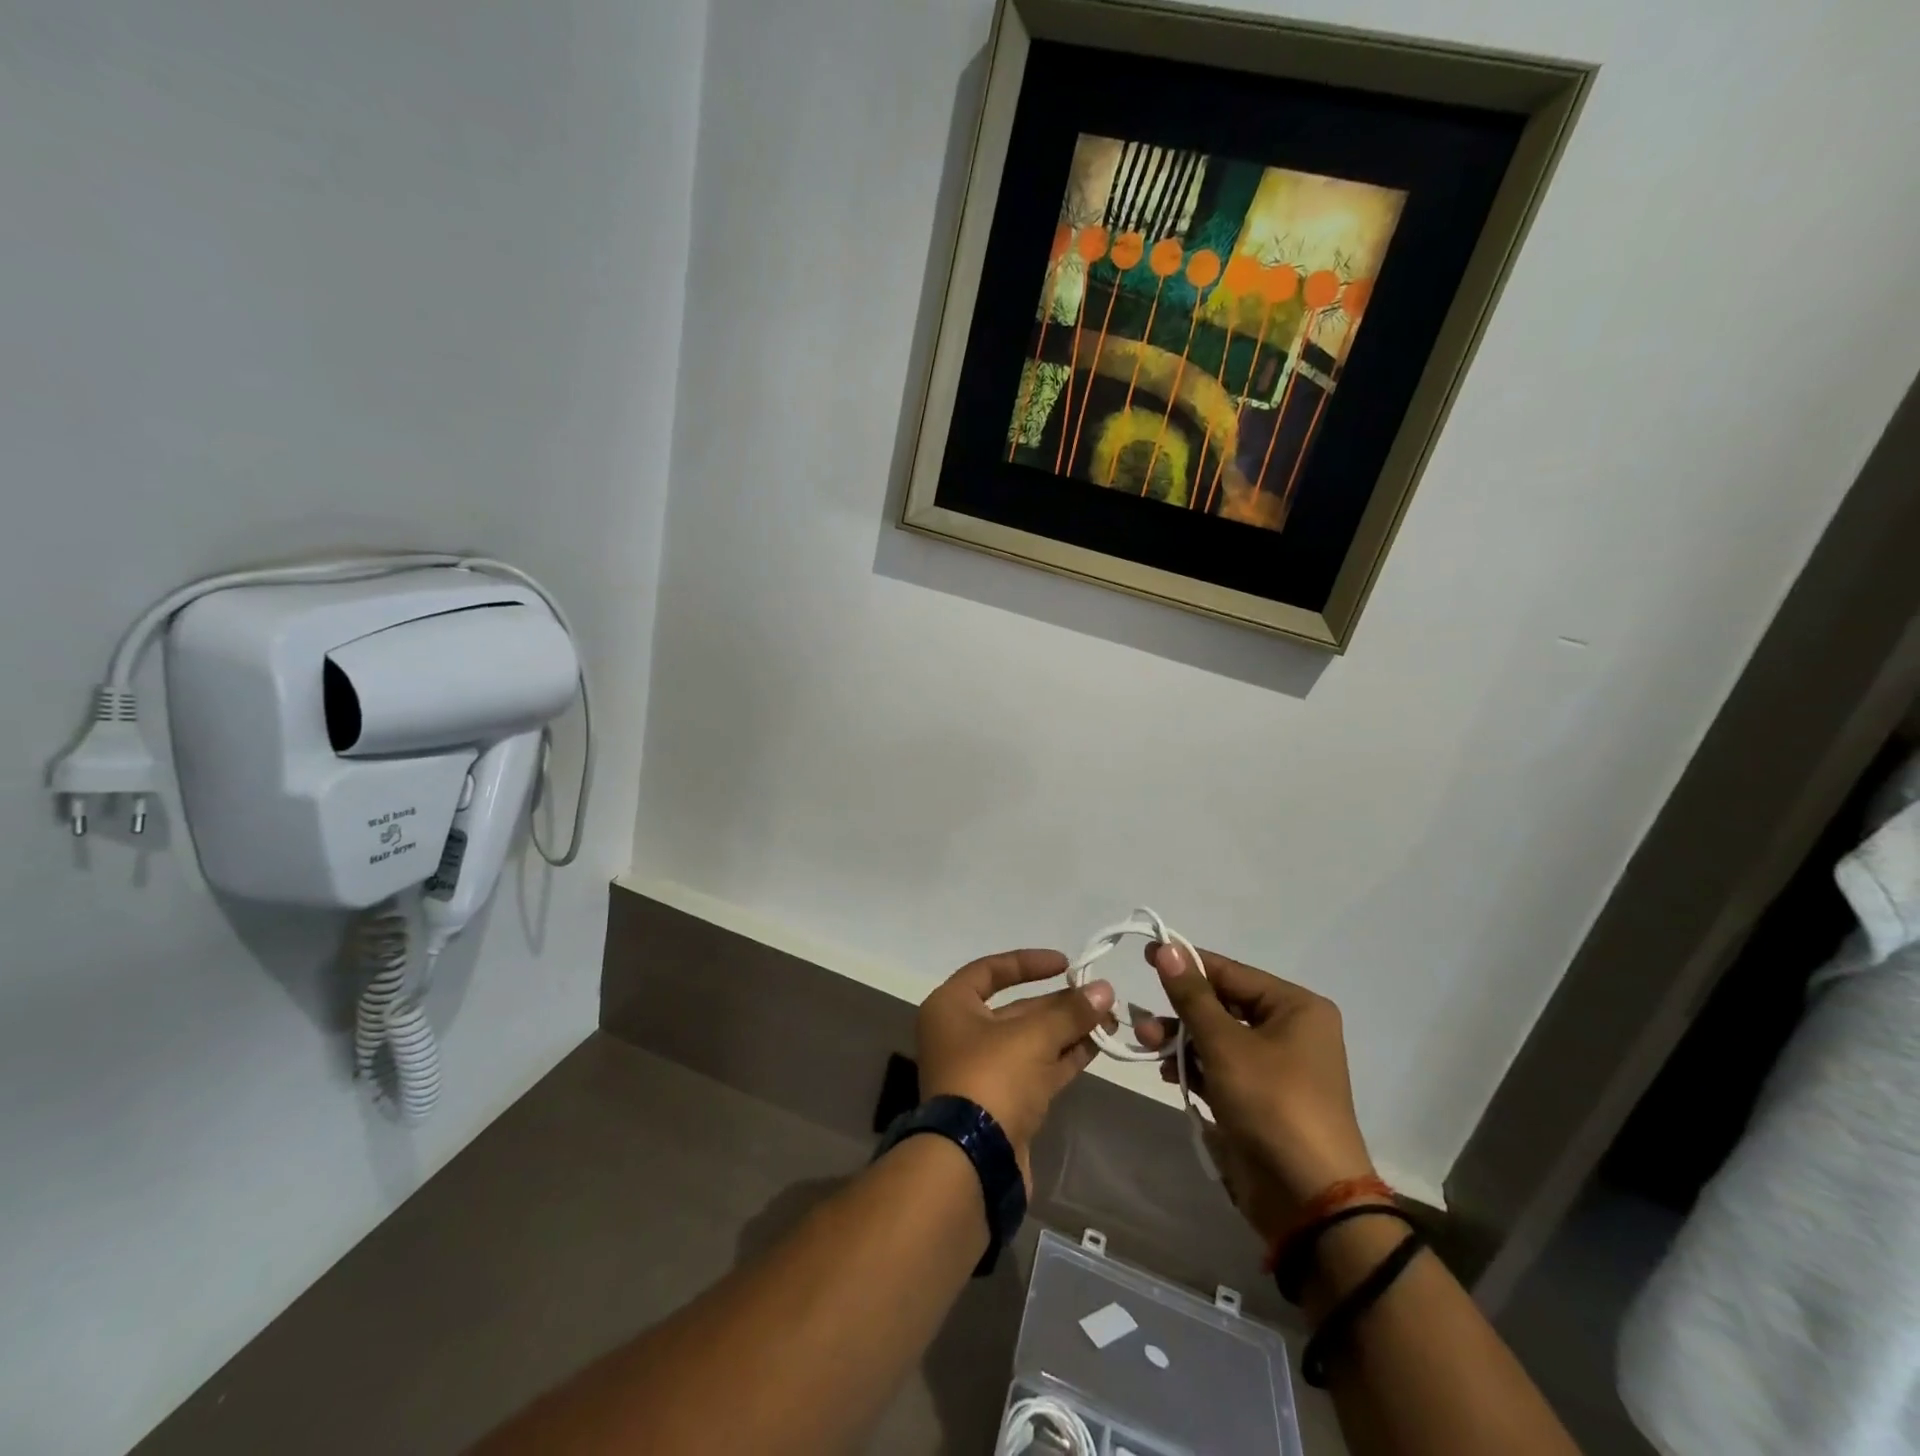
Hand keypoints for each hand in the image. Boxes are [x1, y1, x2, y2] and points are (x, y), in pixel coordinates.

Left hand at [915, 949, 1114, 1188]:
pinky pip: (1037, 1069)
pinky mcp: (1003, 1103)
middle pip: (1015, 1008)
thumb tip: (1105, 989)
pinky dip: (1064, 1057)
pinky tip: (1096, 1046)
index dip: (1028, 963)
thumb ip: (1070, 1012)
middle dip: (1059, 1003)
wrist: (973, 1162)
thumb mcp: (1032, 1037)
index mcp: (951, 1007)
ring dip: (1068, 1030)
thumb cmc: (991, 1078)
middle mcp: (962, 1034)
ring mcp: (982, 1071)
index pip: (989, 970)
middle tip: (1101, 997)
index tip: (1065, 964)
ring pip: (1030, 1041)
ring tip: (1109, 1019)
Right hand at [1136, 944, 1374, 1241]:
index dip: (1188, 963)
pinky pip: (1221, 1068)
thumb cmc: (1272, 1103)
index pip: (1231, 972)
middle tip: (1141, 1017)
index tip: (1145, 953)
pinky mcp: (1261, 1099)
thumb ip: (1192, 996)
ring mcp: (1276, 1067)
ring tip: (1146, 1044)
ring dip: (1181, 1040)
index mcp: (1295, 1008)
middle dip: (1180, 1011)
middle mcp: (1290, 1030)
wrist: (1309, 1198)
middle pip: (1223, 1005)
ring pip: (1217, 1038)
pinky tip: (1166, 1071)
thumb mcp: (1225, 1044)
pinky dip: (1194, 1067)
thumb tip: (1167, 947)